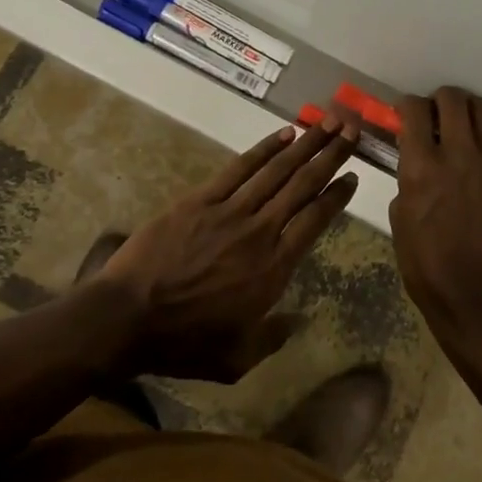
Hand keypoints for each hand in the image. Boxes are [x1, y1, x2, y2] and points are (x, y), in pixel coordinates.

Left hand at [98, 116, 360, 379]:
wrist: (127, 317)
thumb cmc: (183, 343)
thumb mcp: (236, 359)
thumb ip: (272, 338)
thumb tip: (296, 320)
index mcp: (273, 269)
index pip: (315, 221)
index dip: (337, 196)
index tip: (354, 175)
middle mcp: (260, 231)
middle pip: (303, 185)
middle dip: (331, 156)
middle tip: (352, 131)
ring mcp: (230, 211)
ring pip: (277, 170)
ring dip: (306, 143)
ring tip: (328, 122)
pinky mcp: (201, 199)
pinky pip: (240, 168)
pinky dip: (265, 149)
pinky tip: (284, 134)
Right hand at [390, 87, 481, 339]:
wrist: (479, 297)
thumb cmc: (428, 264)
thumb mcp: (400, 217)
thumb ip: (409, 177)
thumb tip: (417, 158)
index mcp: (422, 166)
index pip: (414, 108)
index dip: (409, 106)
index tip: (409, 114)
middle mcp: (460, 154)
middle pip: (453, 98)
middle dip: (441, 101)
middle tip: (439, 117)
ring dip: (470, 114)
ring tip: (467, 130)